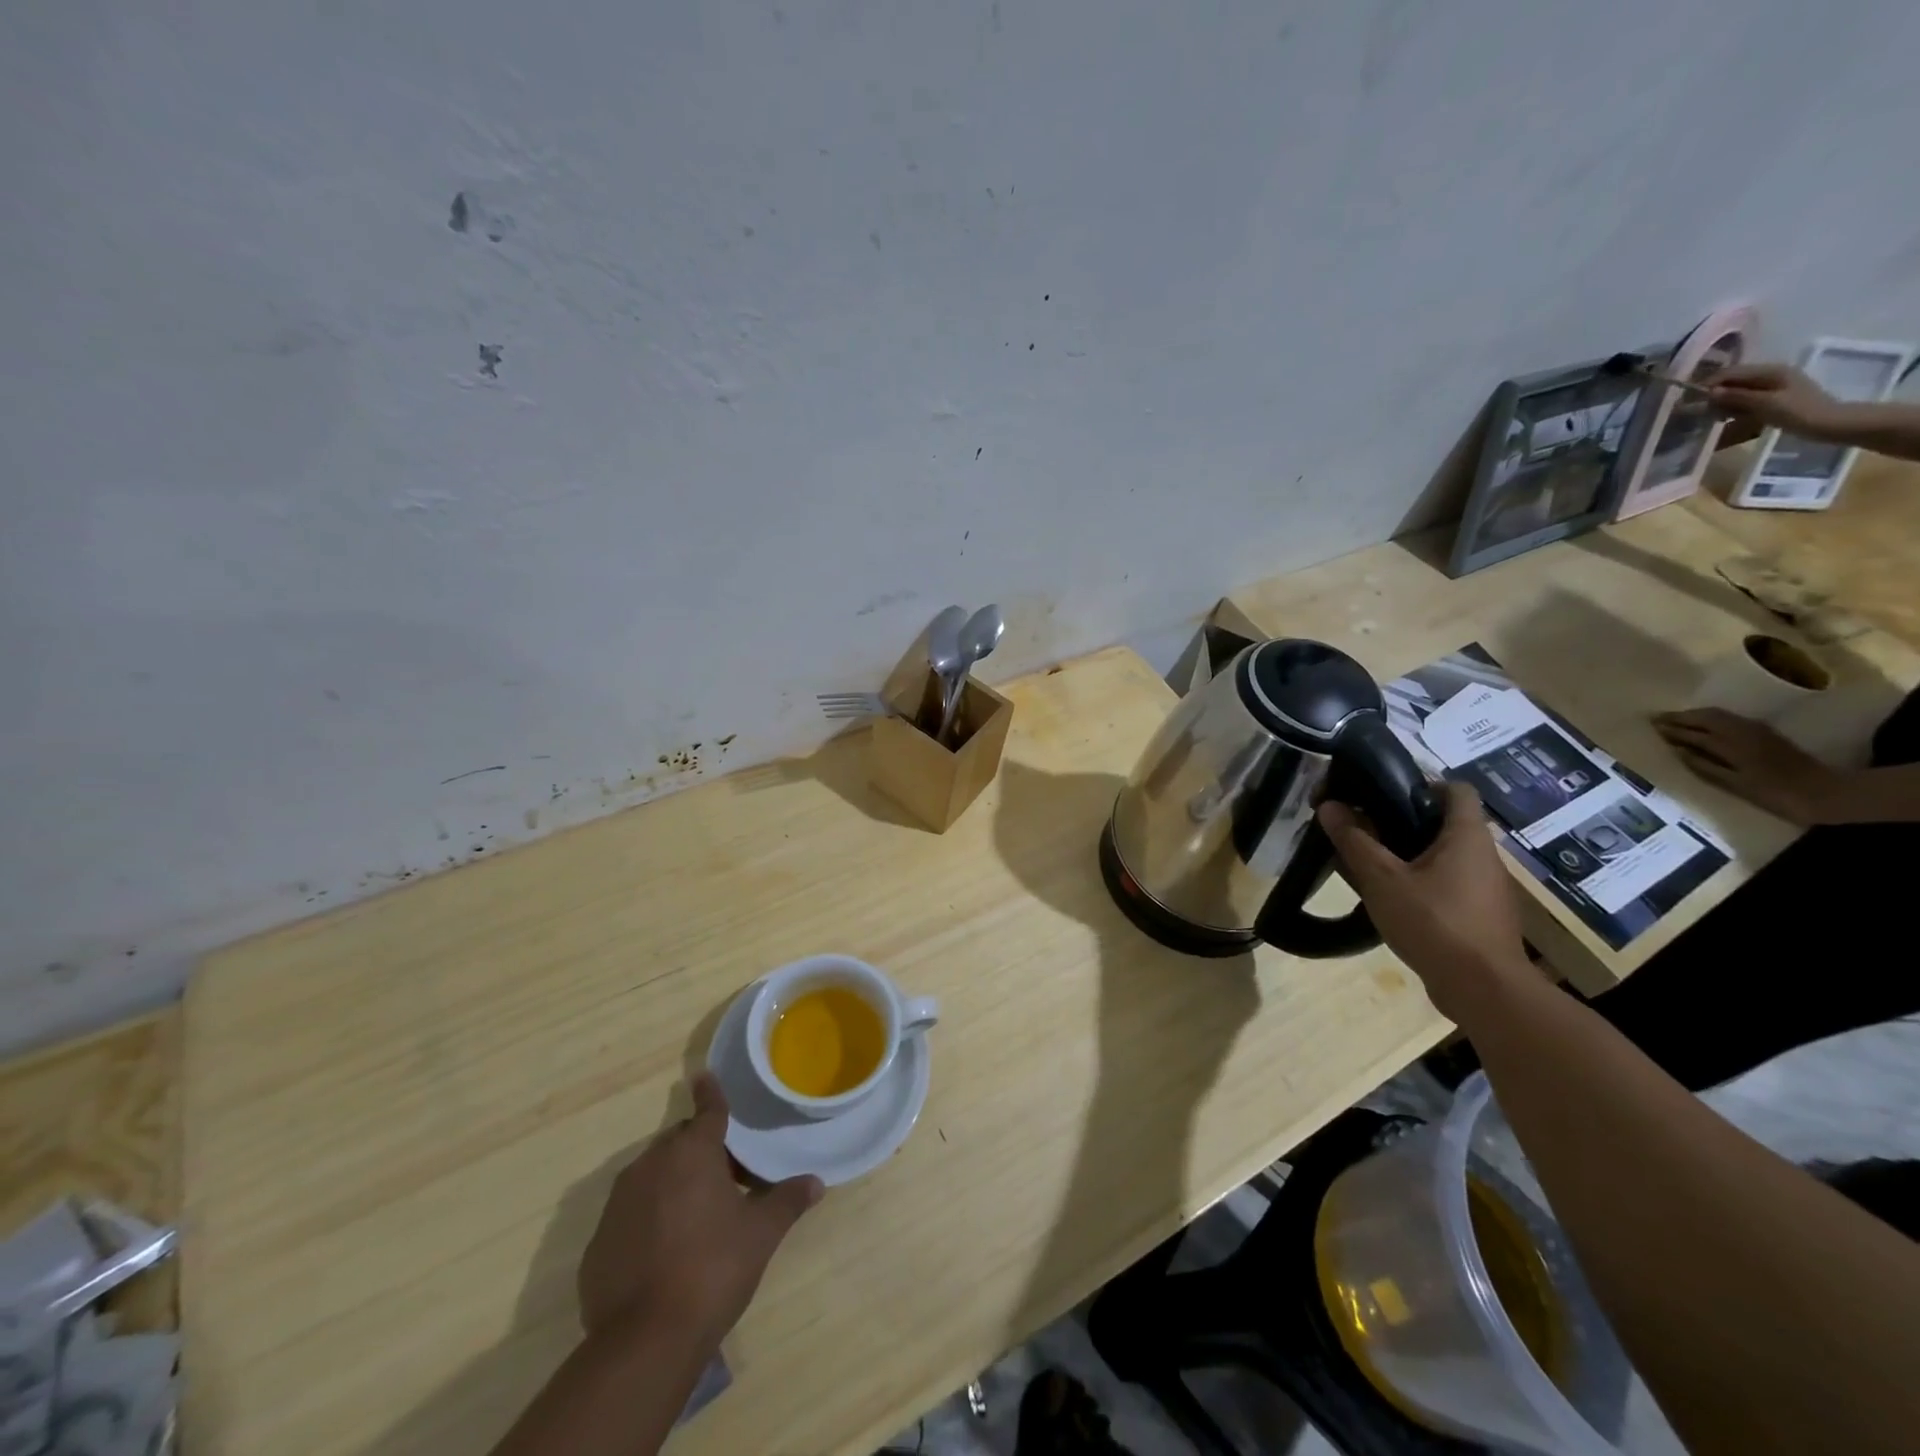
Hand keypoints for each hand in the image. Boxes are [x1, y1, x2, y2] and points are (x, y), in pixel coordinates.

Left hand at [578, 1072, 822, 1355]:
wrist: (644, 1341)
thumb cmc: (712, 1269)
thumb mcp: (760, 1234)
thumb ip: (787, 1201)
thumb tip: (816, 1183)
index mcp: (692, 1153)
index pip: (707, 1111)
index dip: (711, 1094)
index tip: (704, 1075)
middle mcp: (650, 1166)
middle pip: (679, 1144)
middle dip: (700, 1152)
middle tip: (727, 1179)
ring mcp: (618, 1204)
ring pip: (651, 1176)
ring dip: (673, 1184)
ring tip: (697, 1216)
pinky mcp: (597, 1243)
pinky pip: (629, 1215)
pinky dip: (647, 1220)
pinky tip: (663, 1253)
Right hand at [1319, 782, 1529, 1019]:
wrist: (1485, 991)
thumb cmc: (1435, 922)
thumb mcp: (1382, 879)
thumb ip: (1354, 840)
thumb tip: (1330, 805)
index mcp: (1467, 836)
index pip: (1455, 789)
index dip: (1422, 784)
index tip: (1384, 795)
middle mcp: (1484, 856)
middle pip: (1445, 823)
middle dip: (1404, 823)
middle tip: (1364, 830)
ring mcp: (1487, 889)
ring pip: (1445, 857)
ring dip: (1410, 856)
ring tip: (1371, 867)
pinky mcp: (1482, 917)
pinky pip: (1449, 886)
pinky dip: (1422, 885)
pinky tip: (1393, 902)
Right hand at [1652, 709, 1842, 825]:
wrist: (1828, 793)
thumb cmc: (1776, 795)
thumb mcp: (1736, 785)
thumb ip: (1704, 767)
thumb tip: (1677, 751)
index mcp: (1731, 745)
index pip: (1693, 732)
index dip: (1671, 729)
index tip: (1650, 726)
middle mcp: (1742, 732)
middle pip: (1706, 717)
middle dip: (1680, 717)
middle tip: (1657, 719)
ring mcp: (1757, 730)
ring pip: (1719, 715)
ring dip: (1696, 716)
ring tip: (1677, 720)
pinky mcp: (1766, 734)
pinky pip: (1731, 719)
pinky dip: (1712, 719)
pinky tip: (1706, 726)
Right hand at [1708, 363, 1848, 442]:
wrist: (1828, 423)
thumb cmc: (1798, 412)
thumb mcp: (1765, 404)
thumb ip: (1737, 396)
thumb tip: (1709, 392)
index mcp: (1771, 371)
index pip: (1731, 372)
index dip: (1709, 384)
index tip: (1688, 400)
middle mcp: (1771, 375)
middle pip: (1733, 381)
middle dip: (1714, 394)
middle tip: (1697, 412)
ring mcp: (1773, 387)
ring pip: (1738, 391)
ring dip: (1722, 403)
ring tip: (1710, 418)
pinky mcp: (1773, 398)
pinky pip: (1746, 400)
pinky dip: (1733, 408)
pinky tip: (1726, 419)